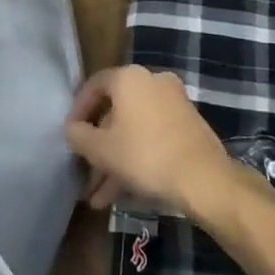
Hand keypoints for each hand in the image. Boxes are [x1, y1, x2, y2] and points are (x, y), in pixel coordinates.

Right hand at [65, 66, 233, 214]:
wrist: (204, 179)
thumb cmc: (145, 156)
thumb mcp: (100, 149)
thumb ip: (78, 135)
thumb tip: (73, 130)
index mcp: (129, 78)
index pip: (94, 86)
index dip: (77, 111)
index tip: (70, 135)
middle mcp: (153, 81)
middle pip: (115, 112)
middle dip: (98, 145)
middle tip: (85, 170)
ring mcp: (174, 103)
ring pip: (134, 129)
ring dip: (115, 160)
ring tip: (98, 197)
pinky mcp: (188, 126)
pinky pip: (152, 137)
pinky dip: (137, 158)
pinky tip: (123, 193)